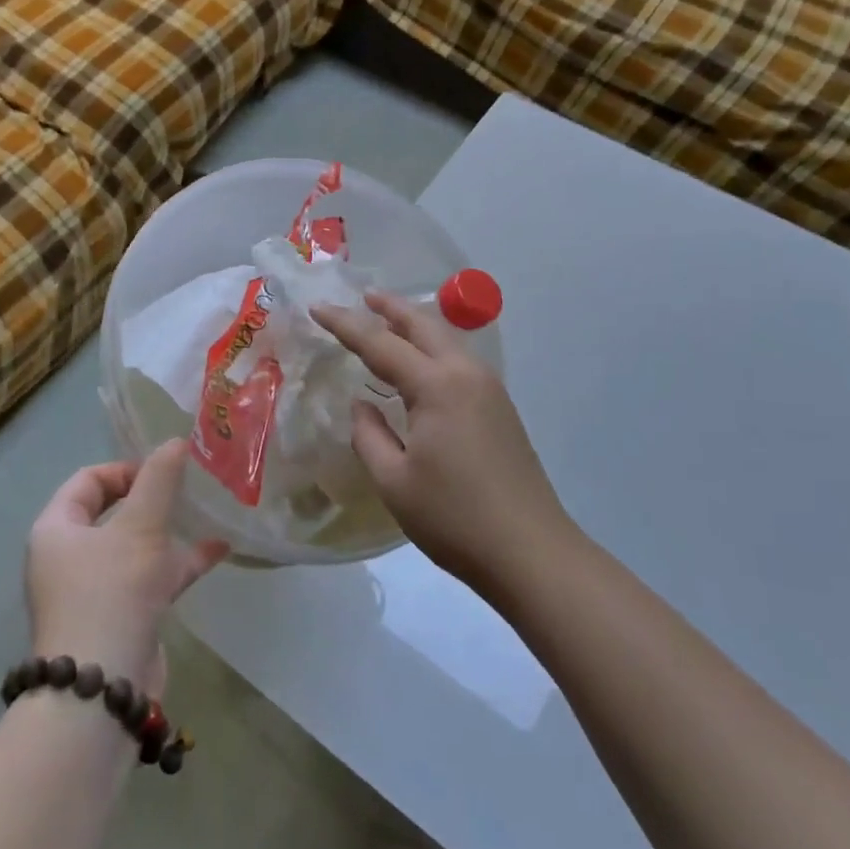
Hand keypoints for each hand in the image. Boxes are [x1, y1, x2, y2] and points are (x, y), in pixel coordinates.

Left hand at [26, 439, 228, 696]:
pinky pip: (150, 577)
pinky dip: (179, 563)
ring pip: (135, 546)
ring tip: (207, 513)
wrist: (101, 691)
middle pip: (112, 512)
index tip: (163, 471)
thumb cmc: (111, 593)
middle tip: (188, 487)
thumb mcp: (139, 528)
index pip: (87, 481)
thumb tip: (176, 440)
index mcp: (57, 529)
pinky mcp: (121, 616)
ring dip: (169, 530)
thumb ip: (160, 481)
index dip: (125, 469)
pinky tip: (218, 551)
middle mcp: (69, 557)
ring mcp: (95, 590)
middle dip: (152, 498)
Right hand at [314, 292, 571, 591]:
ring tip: (387, 323)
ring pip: (446, 340)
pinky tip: (419, 366)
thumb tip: (363, 405)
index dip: (346, 324)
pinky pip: (459, 361)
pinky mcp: (500, 409)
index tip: (318, 307)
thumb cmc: (454, 518)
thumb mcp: (394, 481)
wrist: (531, 552)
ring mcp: (489, 390)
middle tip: (363, 296)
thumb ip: (369, 435)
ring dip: (415, 326)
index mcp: (437, 386)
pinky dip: (432, 349)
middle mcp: (466, 374)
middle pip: (424, 325)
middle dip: (391, 307)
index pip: (381, 344)